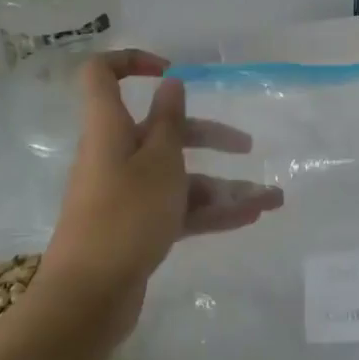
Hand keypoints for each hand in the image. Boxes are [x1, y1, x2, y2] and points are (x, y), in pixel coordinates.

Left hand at [37, 50, 283, 322]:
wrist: (88, 298)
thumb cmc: (125, 215)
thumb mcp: (159, 162)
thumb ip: (169, 121)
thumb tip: (169, 83)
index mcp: (110, 128)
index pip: (103, 75)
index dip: (132, 61)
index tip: (171, 71)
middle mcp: (116, 155)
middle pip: (162, 131)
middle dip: (208, 136)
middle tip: (246, 146)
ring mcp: (127, 193)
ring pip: (178, 176)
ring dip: (222, 185)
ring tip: (270, 199)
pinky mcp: (137, 227)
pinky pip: (178, 208)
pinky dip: (211, 211)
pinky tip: (251, 217)